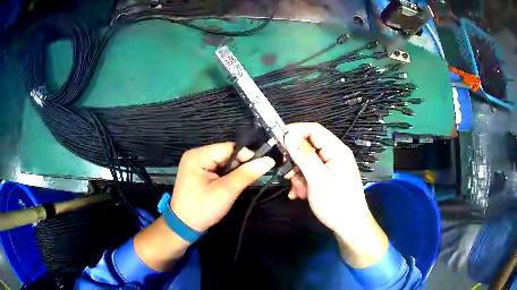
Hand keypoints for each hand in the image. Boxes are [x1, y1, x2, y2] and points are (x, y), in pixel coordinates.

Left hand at [170, 142, 274, 232]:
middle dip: (238, 166)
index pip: (229, 148)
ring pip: (223, 161)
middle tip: (245, 182)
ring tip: (235, 186)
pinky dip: (226, 176)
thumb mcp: (226, 192)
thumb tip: (269, 160)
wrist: (183, 225)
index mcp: (198, 155)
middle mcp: (195, 154)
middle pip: (226, 153)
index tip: (259, 168)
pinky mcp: (198, 171)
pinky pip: (218, 168)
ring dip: (232, 172)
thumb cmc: (202, 209)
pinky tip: (227, 186)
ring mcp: (196, 163)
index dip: (245, 156)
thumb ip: (246, 174)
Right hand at [284, 123, 387, 267]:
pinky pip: (309, 172)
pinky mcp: (327, 177)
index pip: (314, 130)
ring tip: (297, 190)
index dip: (295, 131)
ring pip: (306, 161)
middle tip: (287, 173)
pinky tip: (300, 195)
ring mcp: (330, 167)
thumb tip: (289, 135)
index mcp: (336, 150)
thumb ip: (304, 156)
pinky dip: (301, 182)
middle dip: (295, 159)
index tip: (277, 141)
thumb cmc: (336, 203)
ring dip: (297, 174)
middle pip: (308, 146)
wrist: (349, 227)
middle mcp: (334, 155)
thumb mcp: (318, 180)